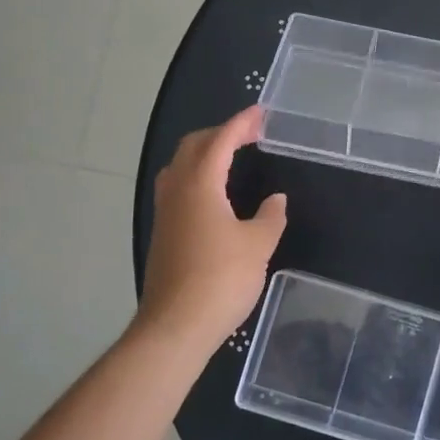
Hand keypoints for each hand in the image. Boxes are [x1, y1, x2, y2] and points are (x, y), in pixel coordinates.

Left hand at [139, 106, 286, 348]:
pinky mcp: (164, 233)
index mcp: (200, 185)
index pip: (220, 141)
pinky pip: (178, 187)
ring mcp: (166, 213)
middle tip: (249, 134)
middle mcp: (177, 191)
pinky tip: (215, 193)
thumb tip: (275, 199)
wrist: (176, 326)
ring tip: (231, 157)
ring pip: (180, 166)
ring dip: (204, 153)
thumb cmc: (221, 279)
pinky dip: (198, 175)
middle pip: (193, 147)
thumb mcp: (258, 245)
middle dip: (220, 133)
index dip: (241, 124)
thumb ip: (270, 217)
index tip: (260, 113)